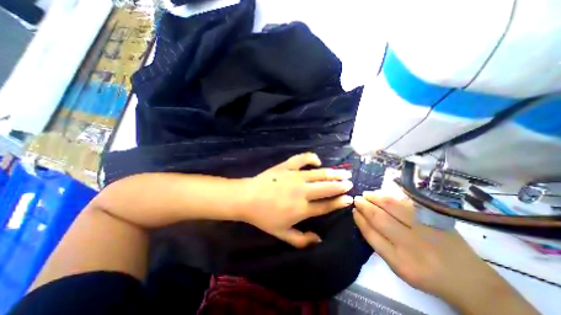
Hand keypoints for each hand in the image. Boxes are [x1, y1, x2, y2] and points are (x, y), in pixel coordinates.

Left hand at [238, 152, 351, 248]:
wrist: (247, 198)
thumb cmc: (264, 217)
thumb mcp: (282, 234)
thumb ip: (302, 240)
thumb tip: (319, 240)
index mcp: (302, 209)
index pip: (326, 206)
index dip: (339, 202)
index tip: (349, 199)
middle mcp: (302, 192)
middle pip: (326, 188)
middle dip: (341, 185)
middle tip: (349, 183)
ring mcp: (294, 177)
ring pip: (319, 174)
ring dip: (333, 173)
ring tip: (344, 172)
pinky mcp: (286, 167)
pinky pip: (302, 159)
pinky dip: (311, 158)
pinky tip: (317, 160)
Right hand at [354, 194, 538, 313]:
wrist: (469, 279)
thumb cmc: (425, 273)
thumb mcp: (398, 267)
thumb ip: (378, 244)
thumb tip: (363, 220)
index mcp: (400, 261)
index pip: (371, 234)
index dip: (360, 220)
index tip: (353, 211)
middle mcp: (411, 244)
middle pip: (379, 218)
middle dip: (364, 206)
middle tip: (356, 199)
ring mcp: (425, 228)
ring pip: (392, 206)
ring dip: (375, 198)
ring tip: (366, 195)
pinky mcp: (435, 218)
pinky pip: (407, 202)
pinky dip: (391, 196)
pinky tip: (382, 194)